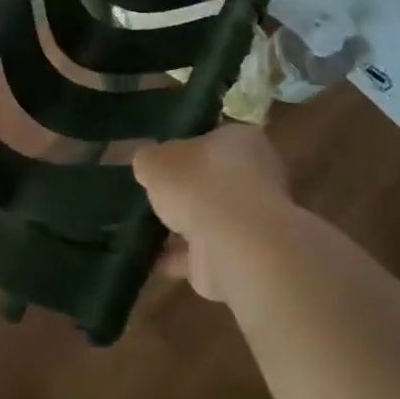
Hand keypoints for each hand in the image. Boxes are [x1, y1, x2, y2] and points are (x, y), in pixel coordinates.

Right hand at [133, 125, 290, 301]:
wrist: (234, 246)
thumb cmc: (198, 184)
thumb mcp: (155, 160)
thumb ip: (149, 159)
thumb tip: (146, 163)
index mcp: (241, 141)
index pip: (213, 138)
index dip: (186, 147)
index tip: (161, 159)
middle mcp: (255, 176)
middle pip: (213, 179)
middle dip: (186, 189)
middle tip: (153, 193)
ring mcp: (250, 220)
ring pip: (210, 218)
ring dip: (183, 226)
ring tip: (144, 228)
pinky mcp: (241, 256)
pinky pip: (202, 254)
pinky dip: (179, 258)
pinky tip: (150, 260)